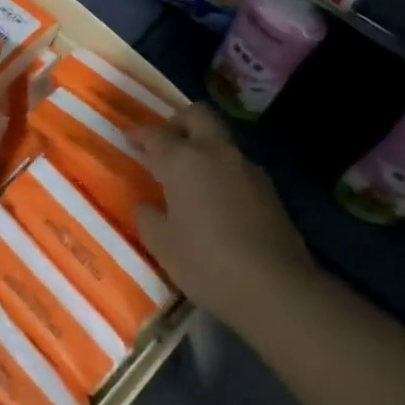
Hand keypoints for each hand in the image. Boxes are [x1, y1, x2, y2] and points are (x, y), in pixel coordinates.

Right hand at [135, 104, 315, 328]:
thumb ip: (149, 219)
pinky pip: (238, 168)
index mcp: (183, 160)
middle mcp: (216, 153)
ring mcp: (247, 168)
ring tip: (191, 179)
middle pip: (198, 115)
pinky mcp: (270, 190)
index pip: (156, 134)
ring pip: (221, 141)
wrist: (275, 288)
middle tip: (166, 144)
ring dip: (204, 148)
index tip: (129, 138)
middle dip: (178, 122)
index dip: (140, 134)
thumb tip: (147, 207)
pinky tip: (218, 203)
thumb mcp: (163, 245)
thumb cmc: (206, 262)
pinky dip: (223, 173)